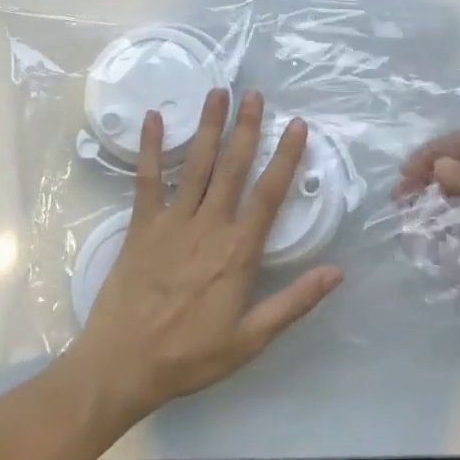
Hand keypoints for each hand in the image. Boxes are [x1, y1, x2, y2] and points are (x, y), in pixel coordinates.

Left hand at [68, 90, 343, 426]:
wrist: (122, 366)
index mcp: (239, 251)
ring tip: (218, 93)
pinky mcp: (141, 225)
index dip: (285, 156)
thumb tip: (337, 271)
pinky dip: (151, 148)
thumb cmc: (190, 356)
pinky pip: (148, 180)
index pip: (269, 193)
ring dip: (209, 127)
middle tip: (255, 94)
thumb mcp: (251, 339)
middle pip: (233, 166)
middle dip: (246, 128)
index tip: (297, 125)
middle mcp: (209, 225)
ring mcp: (172, 221)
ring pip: (197, 164)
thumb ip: (294, 302)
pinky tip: (154, 118)